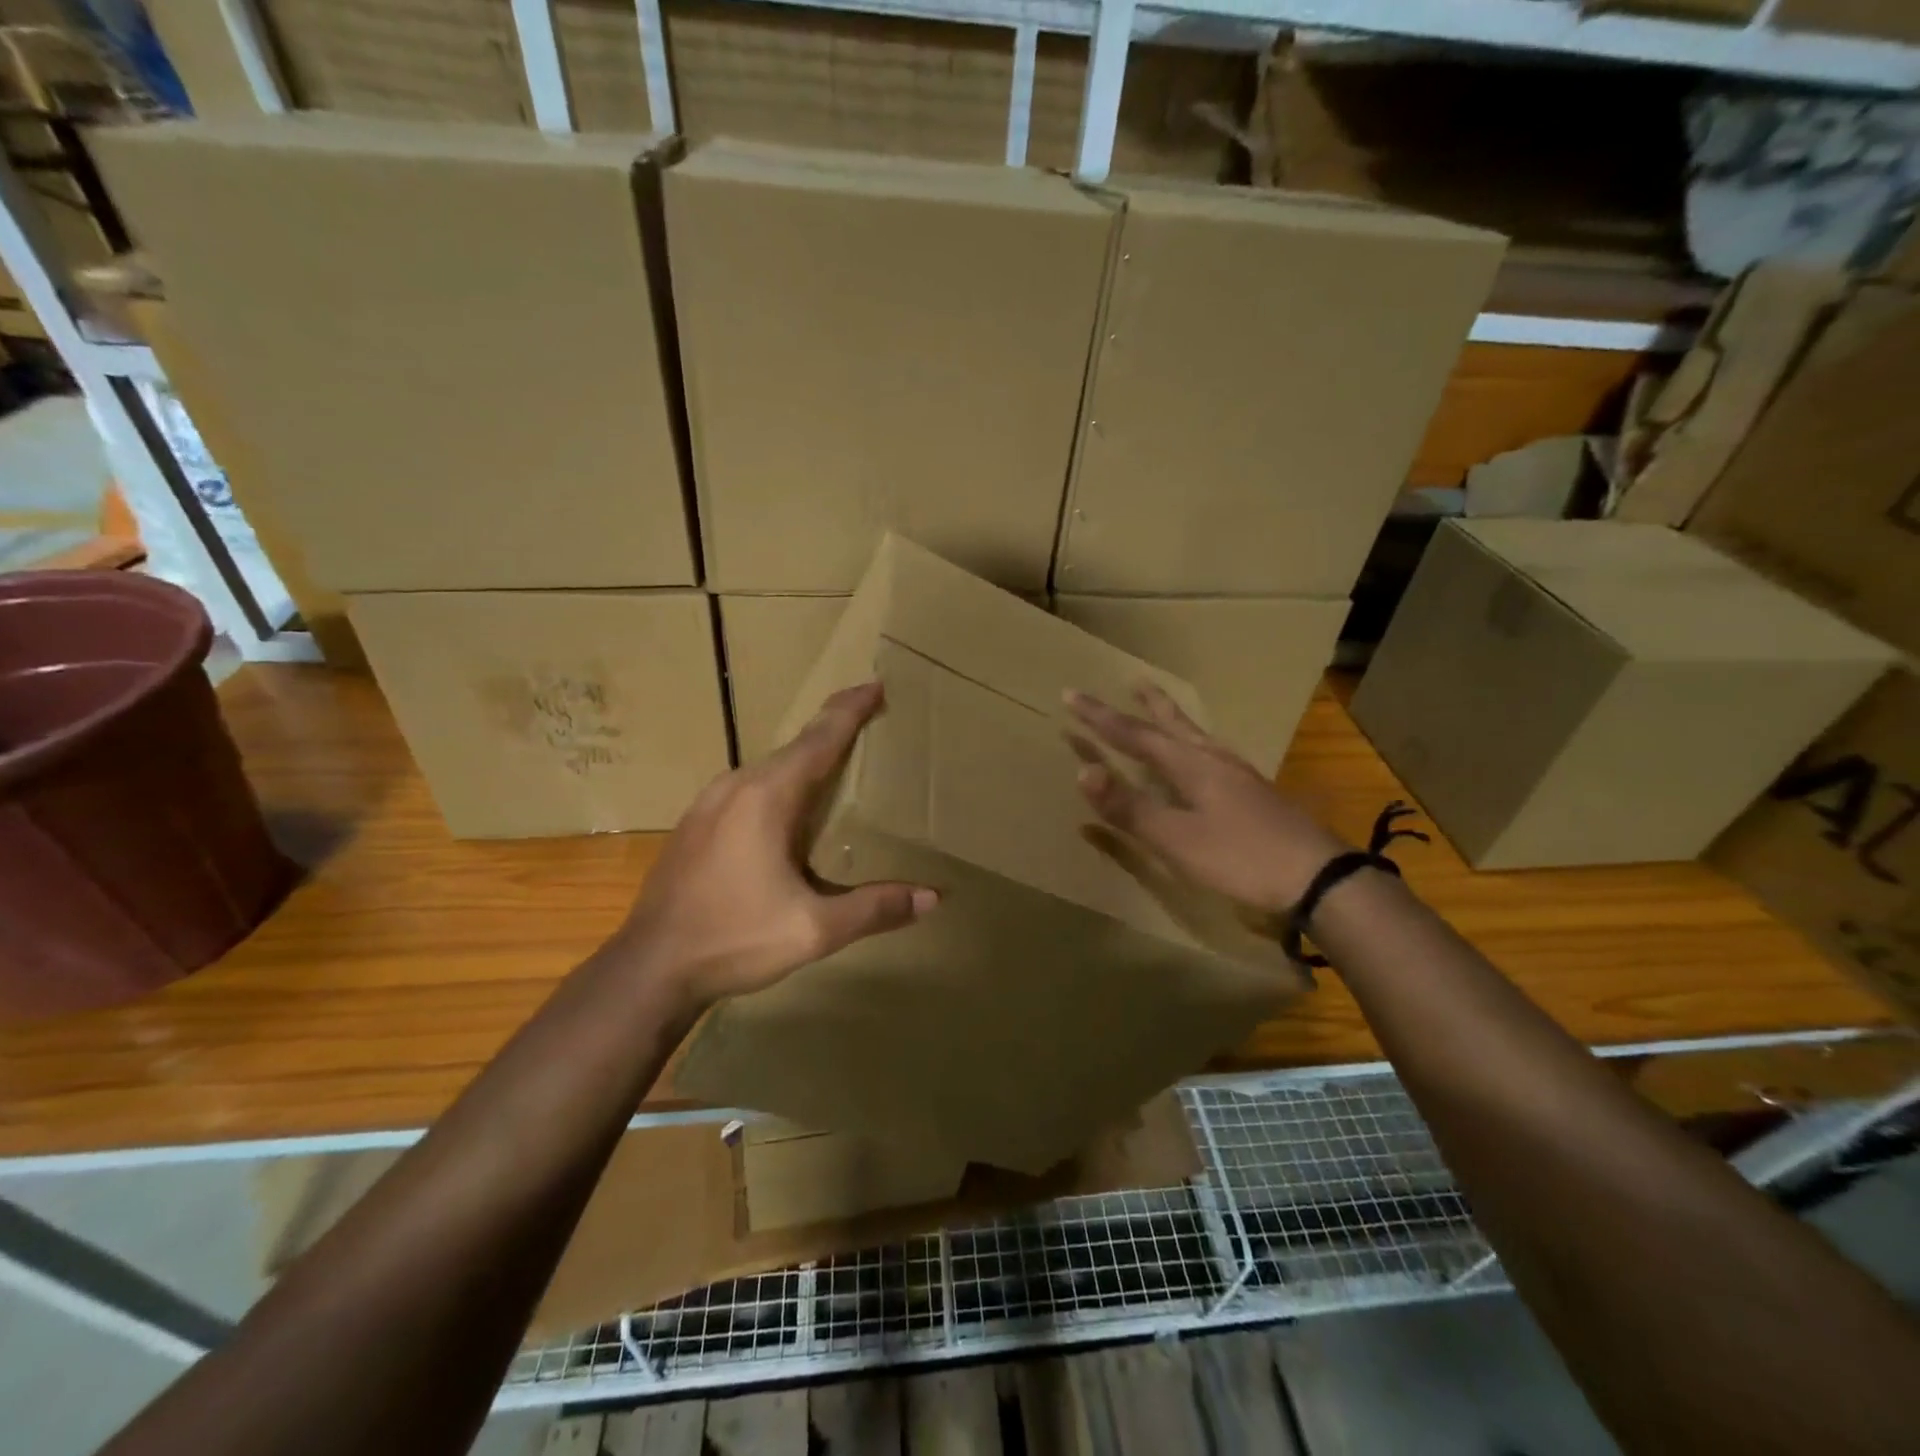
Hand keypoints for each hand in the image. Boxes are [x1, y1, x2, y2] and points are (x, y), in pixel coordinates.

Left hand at [611, 682, 936, 1008]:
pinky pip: (747, 787)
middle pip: (796, 747)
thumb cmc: (734, 939)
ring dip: (805, 758)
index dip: (850, 710)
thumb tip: (933, 897)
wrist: (649, 968)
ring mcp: (708, 802)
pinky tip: (787, 807)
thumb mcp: (814, 929)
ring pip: (769, 767)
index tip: (875, 684)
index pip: (820, 739)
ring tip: (836, 761)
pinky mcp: (694, 823)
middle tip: (868, 719)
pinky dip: (778, 782)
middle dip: (833, 729)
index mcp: (768, 796)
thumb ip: (874, 908)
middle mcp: (736, 786)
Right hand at [1066, 684, 1349, 913]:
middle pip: (1170, 724)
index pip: (1134, 734)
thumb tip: (1081, 772)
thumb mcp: (1177, 838)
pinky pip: (1211, 751)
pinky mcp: (1253, 791)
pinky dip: (1192, 740)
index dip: (1100, 717)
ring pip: (1195, 734)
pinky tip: (1202, 754)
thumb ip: (1130, 807)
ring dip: (1171, 717)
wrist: (1318, 876)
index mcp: (1190, 765)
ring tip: (1159, 704)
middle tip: (1130, 680)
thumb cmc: (1241, 858)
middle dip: (1142, 706)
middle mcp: (1213, 759)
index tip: (1071, 695)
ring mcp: (1237, 774)